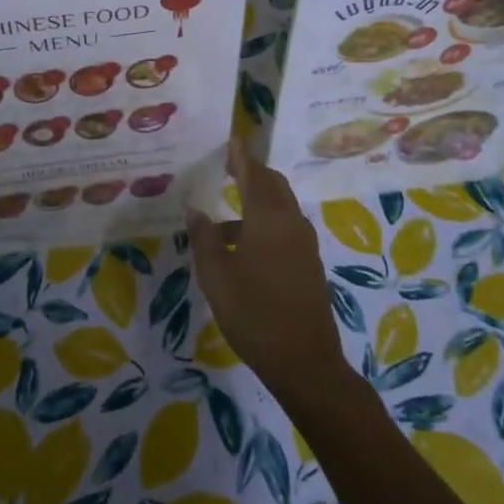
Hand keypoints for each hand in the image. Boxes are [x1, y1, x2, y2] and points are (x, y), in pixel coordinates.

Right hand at [188, 141, 350, 413]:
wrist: (305, 362)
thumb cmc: (253, 315)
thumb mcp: (216, 276)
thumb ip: (204, 237)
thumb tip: (194, 208)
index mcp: (268, 218)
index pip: (253, 173)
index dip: (239, 156)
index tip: (228, 141)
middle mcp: (291, 222)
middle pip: (272, 184)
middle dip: (251, 173)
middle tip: (225, 169)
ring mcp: (304, 243)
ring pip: (280, 206)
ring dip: (256, 201)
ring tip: (222, 217)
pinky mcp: (308, 262)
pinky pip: (285, 227)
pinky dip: (264, 222)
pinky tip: (241, 247)